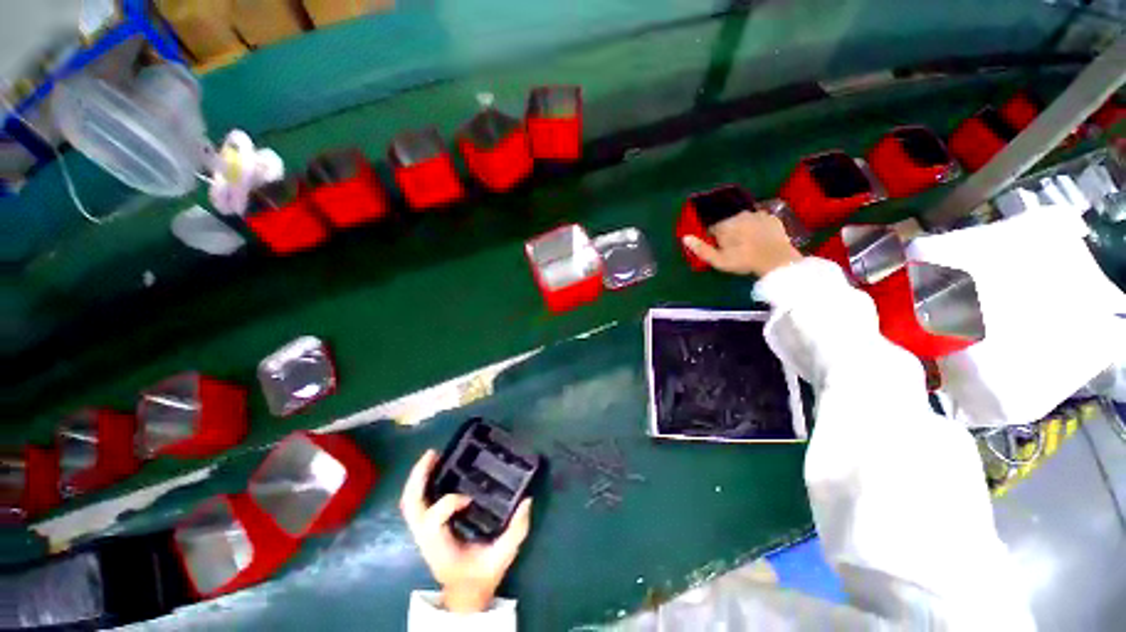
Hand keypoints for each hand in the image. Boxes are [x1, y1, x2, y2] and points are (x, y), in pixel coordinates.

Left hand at [400, 449, 532, 613]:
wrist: (465, 594)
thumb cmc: (481, 575)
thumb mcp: (503, 557)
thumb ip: (516, 531)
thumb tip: (527, 500)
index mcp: (440, 547)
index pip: (432, 522)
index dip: (448, 504)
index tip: (470, 498)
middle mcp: (426, 538)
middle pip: (411, 506)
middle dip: (418, 478)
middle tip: (434, 454)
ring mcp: (423, 532)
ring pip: (410, 502)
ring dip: (418, 478)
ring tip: (433, 456)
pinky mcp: (428, 526)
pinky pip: (418, 503)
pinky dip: (422, 484)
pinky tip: (435, 469)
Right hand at [683, 211, 801, 275]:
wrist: (776, 260)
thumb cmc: (743, 261)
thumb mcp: (718, 260)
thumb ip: (701, 249)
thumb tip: (684, 237)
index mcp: (724, 224)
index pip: (712, 227)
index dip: (713, 238)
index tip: (718, 248)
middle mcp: (739, 214)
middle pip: (727, 222)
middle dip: (728, 232)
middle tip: (733, 248)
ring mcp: (756, 214)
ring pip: (743, 220)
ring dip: (742, 228)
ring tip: (747, 243)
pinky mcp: (771, 217)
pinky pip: (759, 219)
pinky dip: (757, 227)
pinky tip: (759, 238)